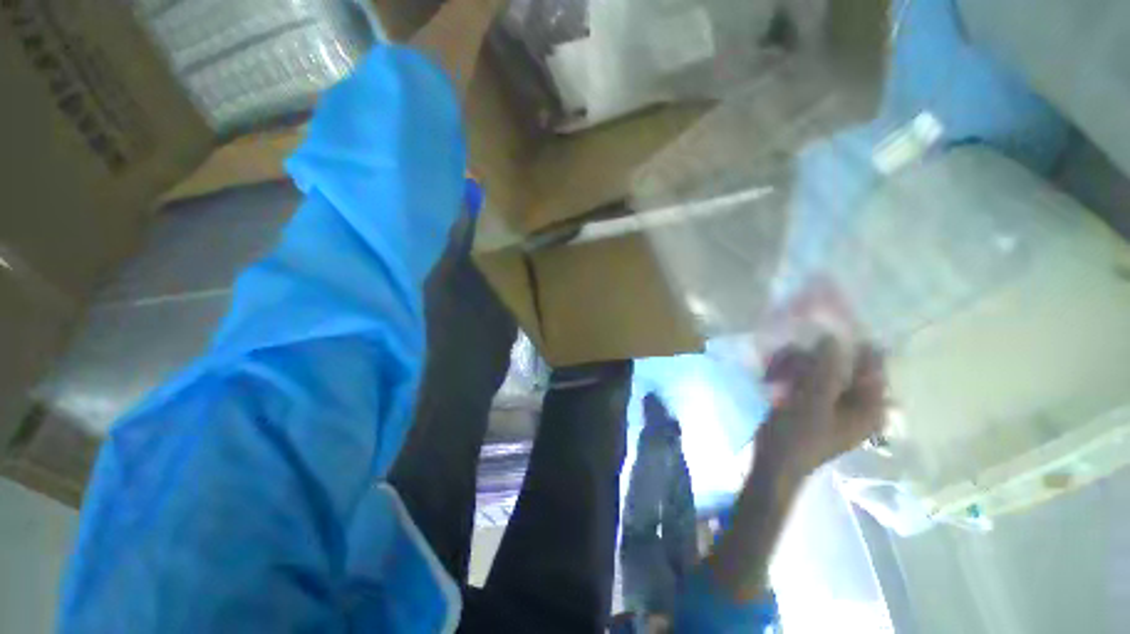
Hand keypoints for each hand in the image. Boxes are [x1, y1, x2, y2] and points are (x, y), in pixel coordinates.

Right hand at [757, 337, 885, 478]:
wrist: (774, 463)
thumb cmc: (797, 436)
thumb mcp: (813, 401)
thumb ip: (826, 369)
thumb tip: (832, 338)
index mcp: (869, 406)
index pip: (870, 364)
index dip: (850, 345)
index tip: (821, 332)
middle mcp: (856, 402)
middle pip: (840, 365)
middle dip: (809, 359)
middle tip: (784, 360)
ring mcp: (833, 402)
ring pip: (818, 369)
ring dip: (793, 366)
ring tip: (772, 373)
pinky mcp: (813, 403)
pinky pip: (806, 378)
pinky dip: (789, 374)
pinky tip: (772, 377)